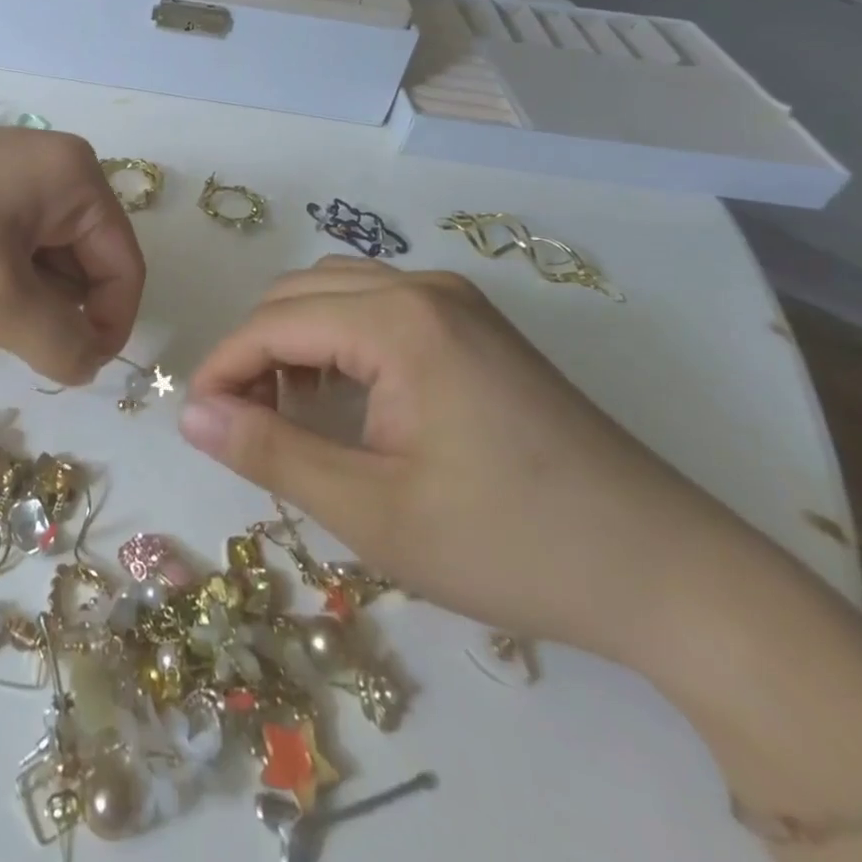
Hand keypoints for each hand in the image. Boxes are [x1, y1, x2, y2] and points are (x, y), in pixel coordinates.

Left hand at [0, 113, 144, 385]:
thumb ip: (59, 343)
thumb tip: (90, 363)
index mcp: (76, 176)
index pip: (124, 266)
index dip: (108, 326)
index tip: (68, 370)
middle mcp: (53, 165)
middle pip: (87, 260)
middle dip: (54, 308)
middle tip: (0, 328)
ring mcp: (10, 171)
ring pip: (45, 257)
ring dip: (22, 295)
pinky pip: (10, 242)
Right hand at [179, 257, 754, 664]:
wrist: (669, 574)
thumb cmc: (509, 544)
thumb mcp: (372, 511)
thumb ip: (270, 453)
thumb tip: (192, 415)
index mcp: (398, 320)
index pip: (272, 323)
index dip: (223, 368)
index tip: (197, 421)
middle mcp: (423, 287)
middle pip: (296, 294)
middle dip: (254, 351)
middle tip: (243, 423)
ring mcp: (456, 300)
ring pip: (334, 291)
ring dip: (293, 339)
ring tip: (289, 409)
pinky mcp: (476, 324)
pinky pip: (376, 305)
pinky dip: (337, 338)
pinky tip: (346, 397)